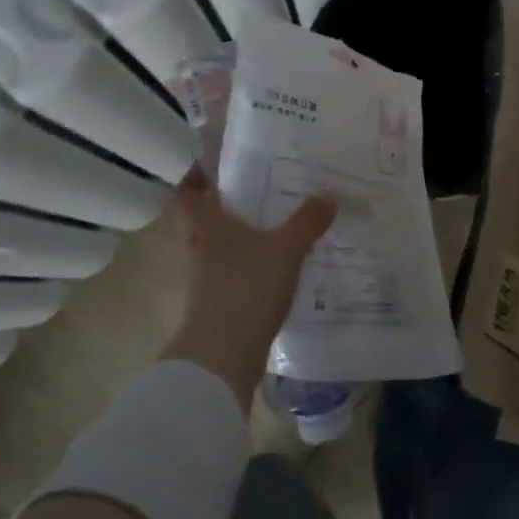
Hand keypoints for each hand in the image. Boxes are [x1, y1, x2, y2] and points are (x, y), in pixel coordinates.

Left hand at [162, 169, 337, 407]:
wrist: (222, 355)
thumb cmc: (247, 288)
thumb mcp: (286, 249)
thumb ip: (307, 221)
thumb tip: (329, 195)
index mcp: (207, 225)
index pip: (189, 191)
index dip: (198, 175)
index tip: (218, 163)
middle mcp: (200, 247)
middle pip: (205, 218)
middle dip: (227, 204)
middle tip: (259, 188)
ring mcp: (205, 278)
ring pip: (220, 246)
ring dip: (240, 236)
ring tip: (274, 224)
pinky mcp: (217, 303)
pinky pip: (233, 272)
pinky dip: (249, 265)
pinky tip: (276, 265)